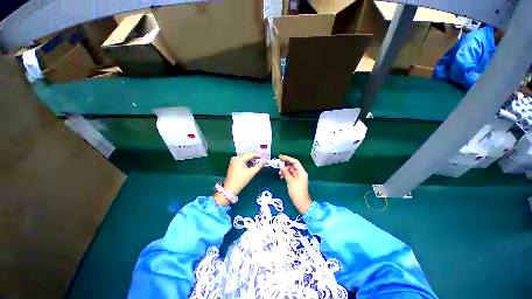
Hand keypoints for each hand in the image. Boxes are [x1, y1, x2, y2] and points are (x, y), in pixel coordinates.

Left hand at [214, 152, 265, 205]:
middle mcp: (236, 157)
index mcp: (239, 158)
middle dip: (256, 156)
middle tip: (264, 157)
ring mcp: (234, 160)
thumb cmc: (241, 180)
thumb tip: (264, 162)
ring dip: (252, 159)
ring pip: (245, 157)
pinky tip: (254, 163)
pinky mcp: (234, 164)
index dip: (259, 155)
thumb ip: (258, 166)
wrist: (230, 188)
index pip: (251, 154)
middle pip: (248, 155)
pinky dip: (248, 161)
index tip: (266, 156)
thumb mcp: (251, 173)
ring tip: (260, 160)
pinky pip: (243, 160)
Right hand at [279, 154, 311, 213]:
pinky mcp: (295, 180)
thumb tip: (281, 167)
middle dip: (285, 165)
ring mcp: (297, 177)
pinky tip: (281, 176)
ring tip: (279, 174)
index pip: (295, 162)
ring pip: (290, 170)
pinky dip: (285, 174)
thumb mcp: (290, 181)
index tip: (281, 157)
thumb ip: (286, 173)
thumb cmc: (297, 191)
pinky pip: (289, 174)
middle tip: (278, 164)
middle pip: (292, 165)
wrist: (301, 202)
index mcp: (301, 172)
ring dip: (284, 170)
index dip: (288, 158)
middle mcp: (300, 173)